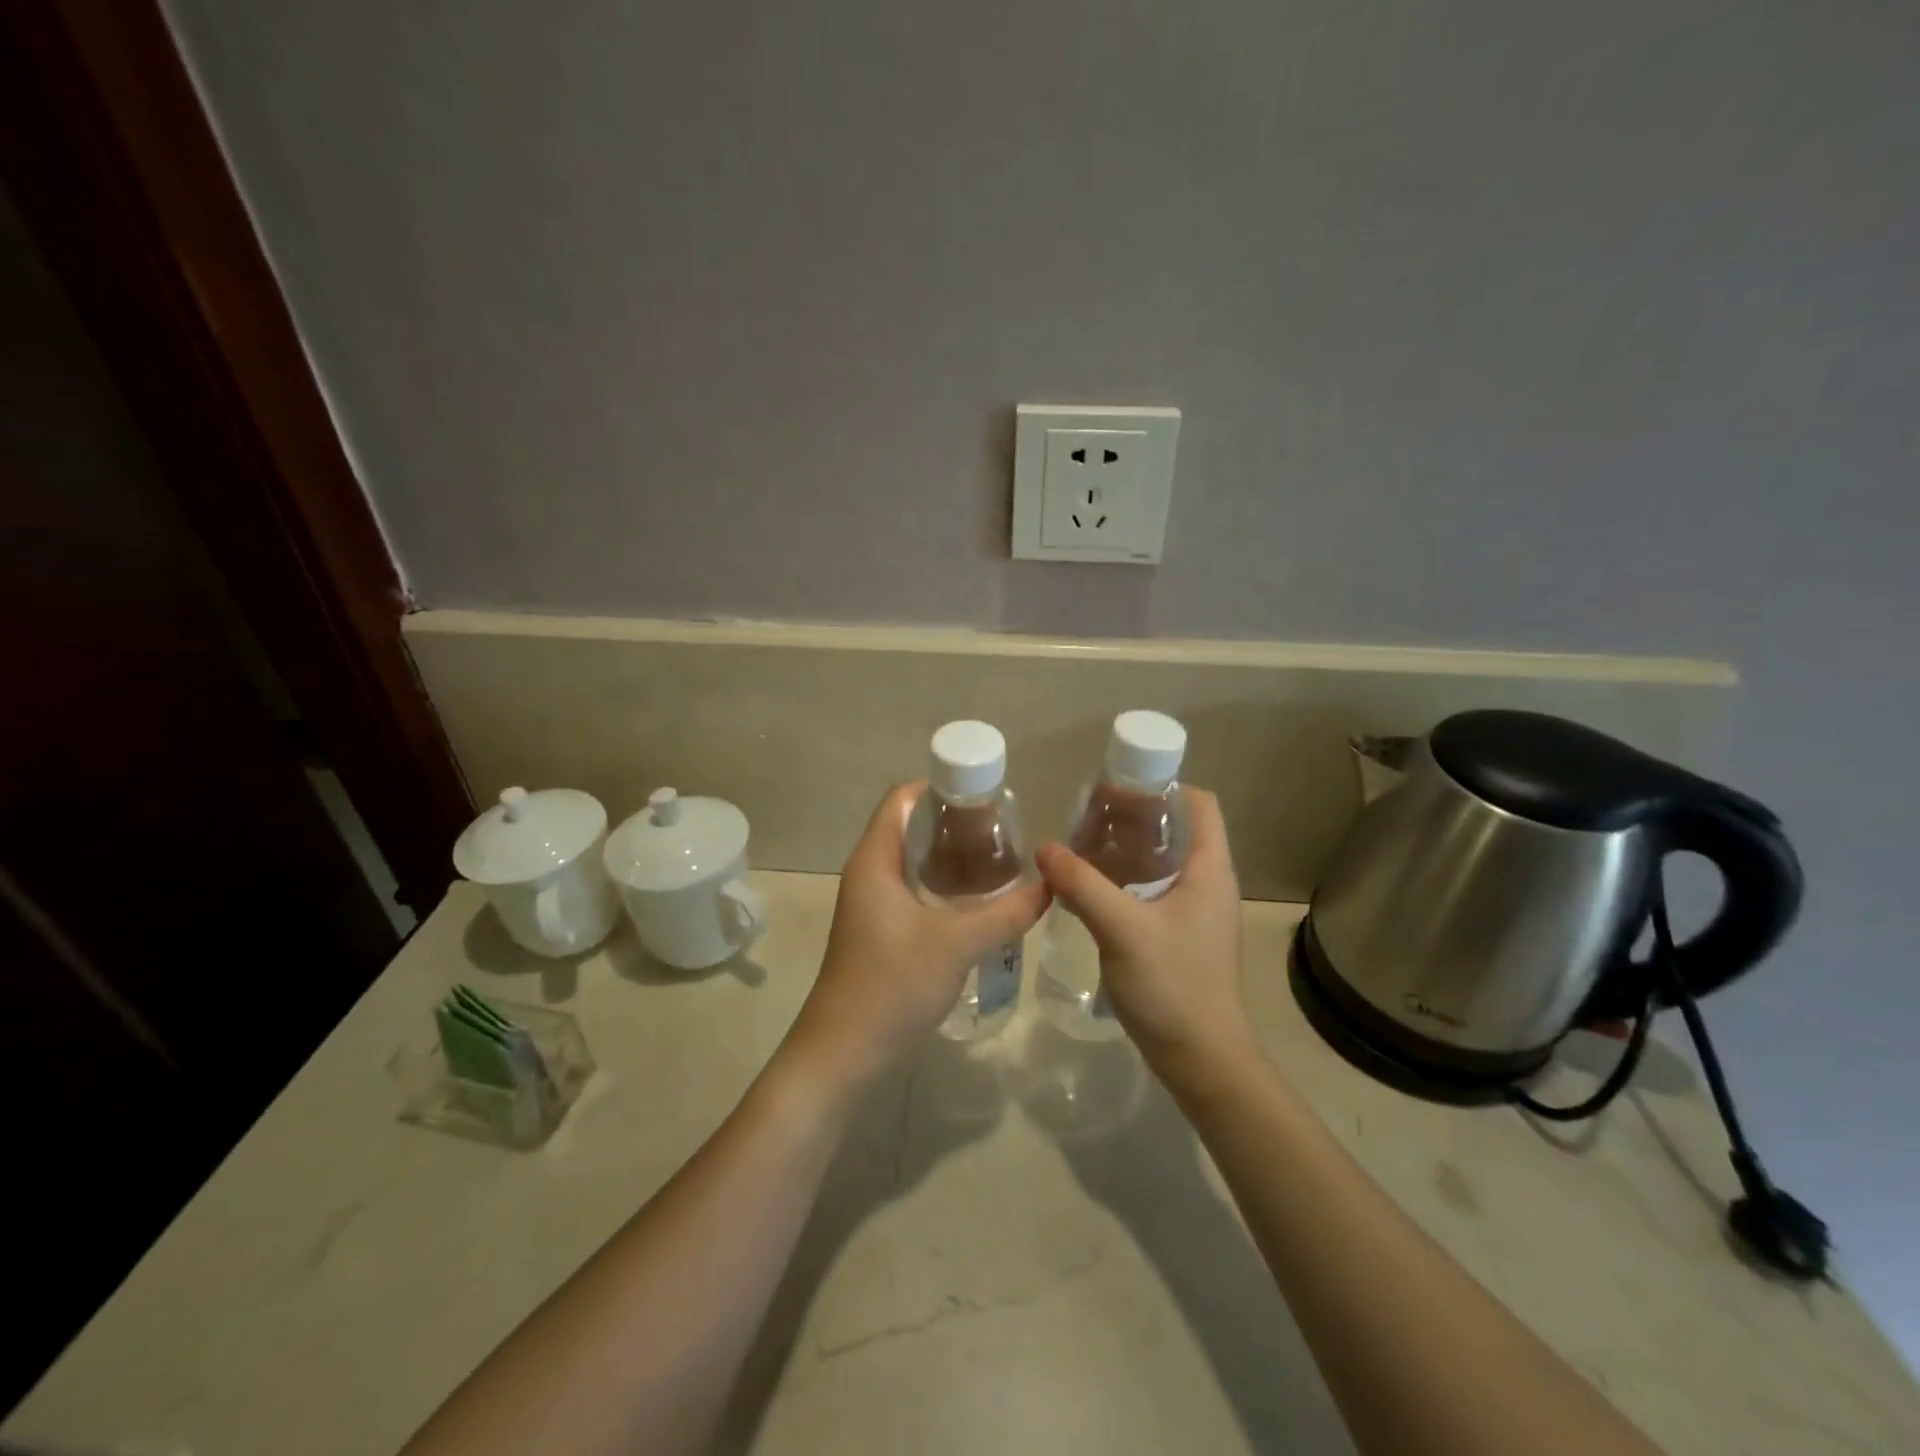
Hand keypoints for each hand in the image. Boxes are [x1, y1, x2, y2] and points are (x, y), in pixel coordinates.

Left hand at [785, 783, 1050, 1091]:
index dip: (940, 786)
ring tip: (1000, 859)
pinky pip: (915, 892)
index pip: (902, 799)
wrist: (843, 1055)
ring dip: (952, 857)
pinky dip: (945, 887)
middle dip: (955, 823)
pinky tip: (979, 901)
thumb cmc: (892, 986)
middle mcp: (869, 873)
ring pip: (915, 863)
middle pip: (911, 827)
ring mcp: (872, 905)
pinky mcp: (881, 932)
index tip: (986, 794)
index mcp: (875, 859)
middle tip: (1004, 829)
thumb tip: (1051, 885)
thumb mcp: (957, 944)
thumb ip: (1006, 912)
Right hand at [1034, 787, 1255, 1079]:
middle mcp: (1206, 881)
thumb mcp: (1123, 930)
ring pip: (1159, 860)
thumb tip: (1044, 847)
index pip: (1198, 803)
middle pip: (1173, 827)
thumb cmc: (1174, 986)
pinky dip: (1122, 878)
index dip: (1162, 785)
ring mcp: (1193, 910)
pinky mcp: (1178, 934)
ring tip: (1079, 845)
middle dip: (1131, 815)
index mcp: (1208, 868)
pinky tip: (1087, 887)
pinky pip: (1150, 889)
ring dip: (1123, 848)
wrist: (1203, 1060)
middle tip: (1085, 816)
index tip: (1117, 788)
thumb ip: (1082, 885)